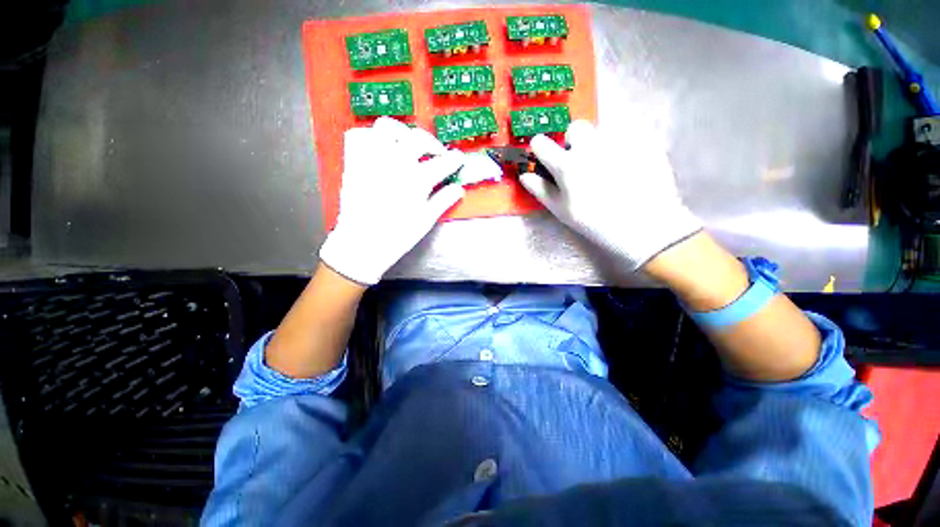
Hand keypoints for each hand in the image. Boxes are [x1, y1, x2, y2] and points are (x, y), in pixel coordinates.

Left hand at [319, 118, 465, 284]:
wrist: (362, 242)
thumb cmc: (398, 235)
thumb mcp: (426, 220)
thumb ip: (444, 200)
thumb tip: (459, 189)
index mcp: (418, 179)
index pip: (443, 162)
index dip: (455, 159)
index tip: (459, 158)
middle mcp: (396, 161)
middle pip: (419, 138)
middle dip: (432, 143)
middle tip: (436, 154)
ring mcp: (373, 158)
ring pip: (388, 127)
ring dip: (403, 133)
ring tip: (407, 145)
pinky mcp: (354, 160)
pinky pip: (360, 135)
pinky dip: (372, 137)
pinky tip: (380, 149)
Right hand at [519, 120, 701, 269]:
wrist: (645, 226)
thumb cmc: (595, 223)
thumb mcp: (562, 211)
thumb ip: (541, 190)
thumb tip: (524, 175)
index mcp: (567, 164)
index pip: (541, 142)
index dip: (540, 148)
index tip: (544, 156)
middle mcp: (590, 146)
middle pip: (575, 128)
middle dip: (573, 141)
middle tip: (581, 163)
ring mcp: (618, 140)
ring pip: (602, 132)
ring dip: (599, 145)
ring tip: (608, 168)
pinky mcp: (642, 140)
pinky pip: (625, 136)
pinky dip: (621, 148)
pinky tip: (628, 168)